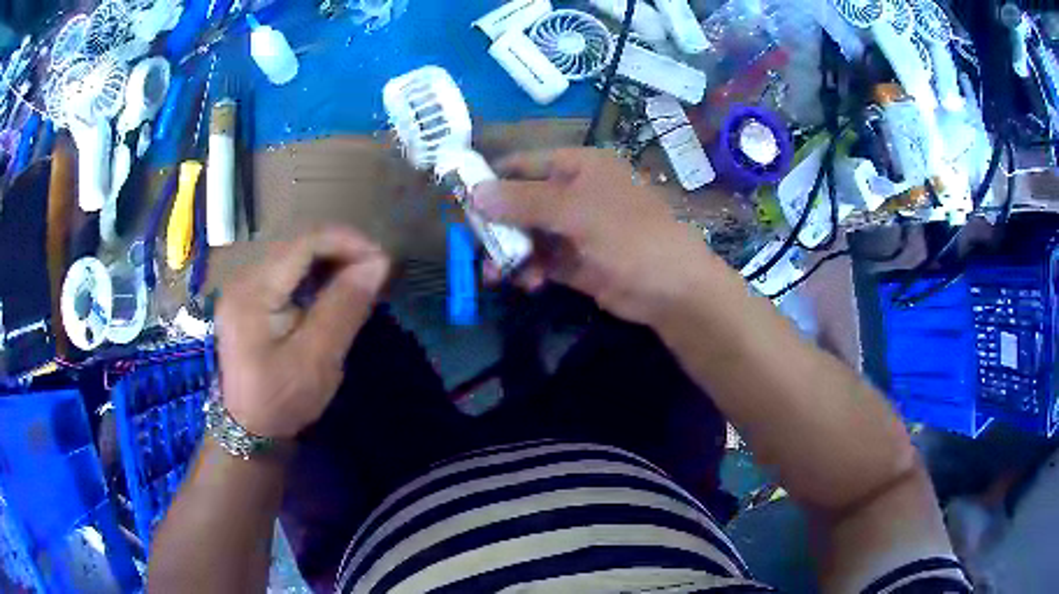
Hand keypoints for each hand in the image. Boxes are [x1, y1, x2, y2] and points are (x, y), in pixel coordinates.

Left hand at [216, 227, 389, 438]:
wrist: (247, 430)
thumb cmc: (281, 400)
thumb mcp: (316, 359)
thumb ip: (344, 307)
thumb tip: (378, 264)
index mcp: (253, 291)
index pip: (304, 243)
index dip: (346, 242)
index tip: (381, 261)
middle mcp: (243, 279)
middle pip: (297, 245)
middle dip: (339, 251)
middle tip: (373, 273)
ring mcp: (242, 288)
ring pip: (292, 256)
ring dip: (328, 262)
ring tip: (357, 281)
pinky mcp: (247, 299)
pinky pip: (284, 273)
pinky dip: (312, 276)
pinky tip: (330, 293)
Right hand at [472, 148, 710, 324]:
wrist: (671, 287)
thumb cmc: (627, 234)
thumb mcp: (574, 211)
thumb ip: (523, 201)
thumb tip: (474, 193)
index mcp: (579, 167)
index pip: (525, 164)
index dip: (493, 177)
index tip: (459, 197)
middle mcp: (575, 193)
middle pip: (522, 202)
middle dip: (498, 224)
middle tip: (472, 243)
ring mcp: (576, 229)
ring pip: (530, 235)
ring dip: (511, 252)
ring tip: (495, 274)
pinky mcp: (578, 262)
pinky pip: (543, 260)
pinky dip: (531, 270)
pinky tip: (527, 283)